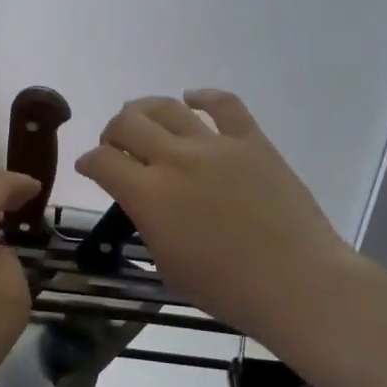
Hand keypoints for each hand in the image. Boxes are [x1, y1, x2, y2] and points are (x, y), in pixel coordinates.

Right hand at [76, 90, 364, 347]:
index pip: (102, 161)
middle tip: (116, 145)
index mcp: (149, 195)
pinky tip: (193, 99)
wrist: (297, 282)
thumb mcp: (168, 266)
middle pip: (127, 123)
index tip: (90, 167)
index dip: (89, 162)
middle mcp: (175, 160)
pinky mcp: (251, 140)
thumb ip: (149, 225)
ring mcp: (215, 145)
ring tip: (143, 119)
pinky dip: (204, 96)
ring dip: (145, 110)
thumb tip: (147, 204)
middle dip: (112, 132)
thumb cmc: (227, 289)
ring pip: (167, 107)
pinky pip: (224, 104)